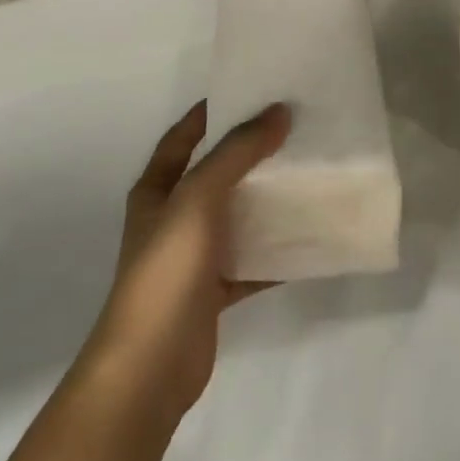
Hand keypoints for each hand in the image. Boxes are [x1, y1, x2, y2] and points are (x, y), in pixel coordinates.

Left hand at [84, 101, 290, 423]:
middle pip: (215, 174)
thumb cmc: (166, 270)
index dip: (211, 113)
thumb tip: (278, 112)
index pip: (183, 137)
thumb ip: (237, 153)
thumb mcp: (198, 198)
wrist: (150, 368)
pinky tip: (309, 237)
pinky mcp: (214, 291)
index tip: (252, 92)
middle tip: (293, 130)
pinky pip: (252, 261)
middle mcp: (173, 217)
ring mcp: (193, 256)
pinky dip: (276, 251)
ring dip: (266, 200)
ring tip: (307, 174)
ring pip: (237, 216)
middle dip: (250, 153)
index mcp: (156, 190)